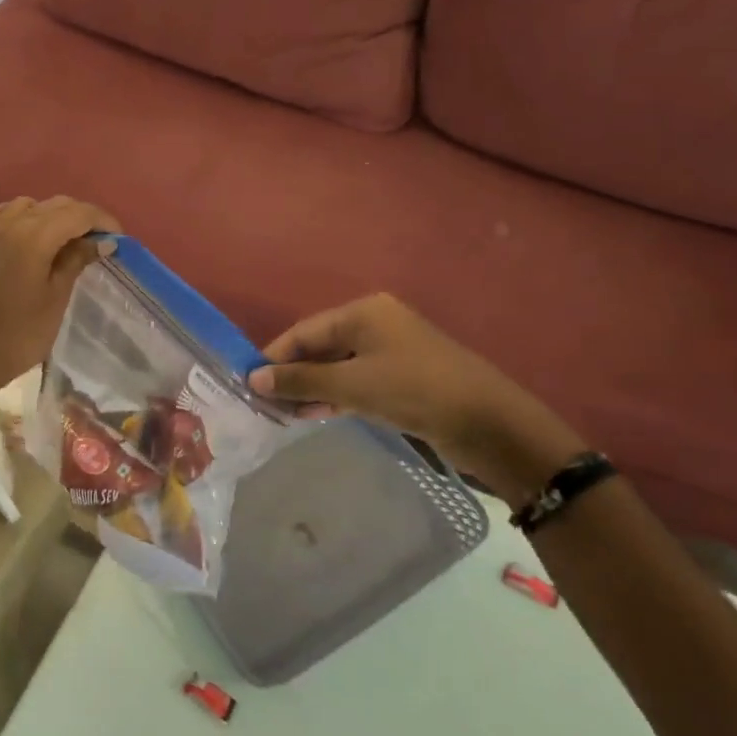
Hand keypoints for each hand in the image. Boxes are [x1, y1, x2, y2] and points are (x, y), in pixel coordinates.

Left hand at [0, 196, 120, 399]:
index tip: (117, 237)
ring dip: (48, 213)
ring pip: (24, 205)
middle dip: (80, 216)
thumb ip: (77, 260)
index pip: (77, 214)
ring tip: (62, 237)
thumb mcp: (57, 297)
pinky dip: (12, 215)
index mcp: (35, 237)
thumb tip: (102, 240)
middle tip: (97, 240)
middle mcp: (9, 225)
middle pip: (53, 205)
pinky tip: (20, 227)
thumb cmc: (22, 333)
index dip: (102, 220)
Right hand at [247, 293, 586, 504]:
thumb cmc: (414, 390)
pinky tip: (316, 414)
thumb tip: (254, 379)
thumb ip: (302, 380)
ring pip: (337, 367)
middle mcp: (375, 325)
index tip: (248, 383)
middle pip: (320, 348)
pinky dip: (336, 396)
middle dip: (293, 375)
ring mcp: (391, 352)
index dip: (274, 357)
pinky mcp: (402, 378)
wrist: (487, 423)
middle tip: (265, 404)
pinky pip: (357, 382)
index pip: (304, 331)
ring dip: (312, 389)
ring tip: (285, 415)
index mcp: (364, 312)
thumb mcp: (353, 385)